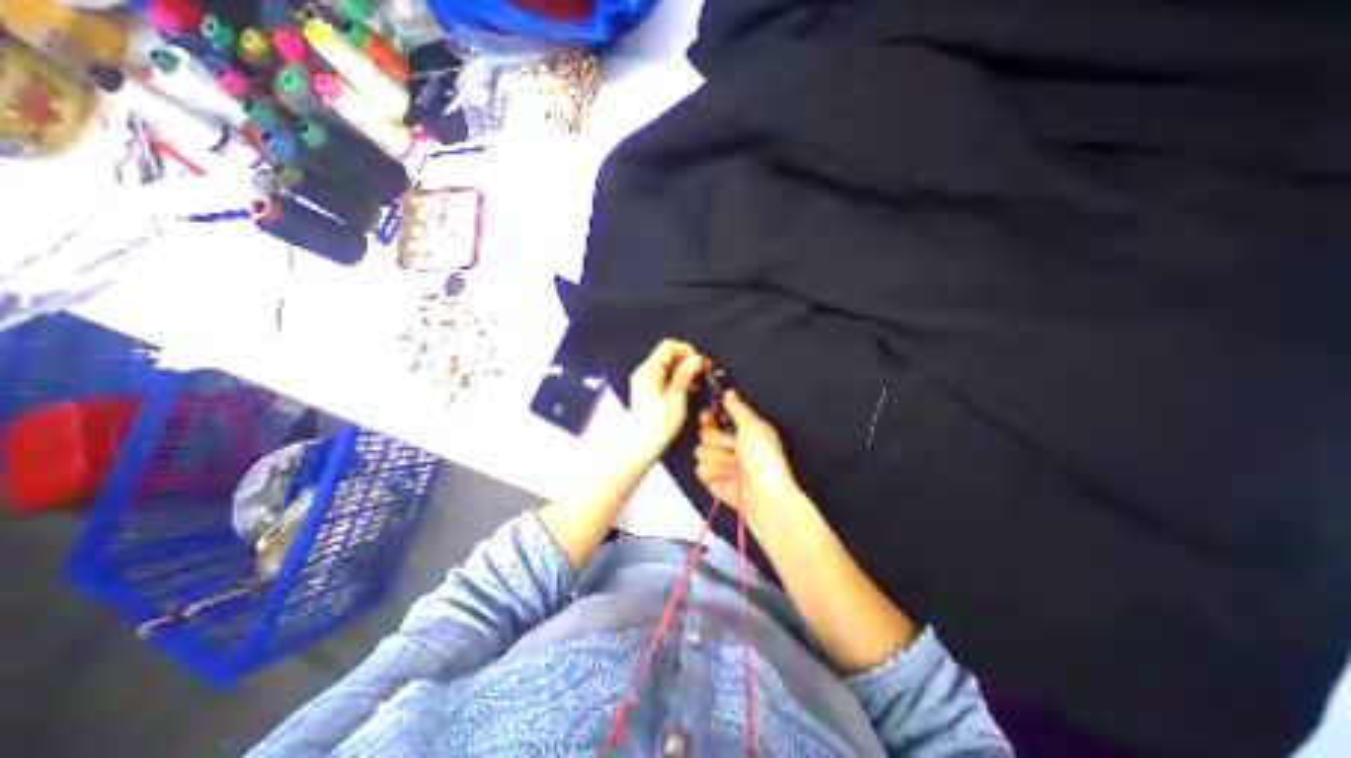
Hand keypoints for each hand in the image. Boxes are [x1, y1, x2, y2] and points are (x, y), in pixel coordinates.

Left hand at [626, 338, 707, 466]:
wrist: (641, 445)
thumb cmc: (656, 425)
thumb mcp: (677, 397)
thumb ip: (686, 374)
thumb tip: (696, 359)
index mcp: (649, 370)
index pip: (669, 346)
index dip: (686, 350)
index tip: (700, 362)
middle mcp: (645, 373)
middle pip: (668, 355)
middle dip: (687, 360)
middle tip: (703, 370)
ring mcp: (646, 382)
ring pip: (668, 366)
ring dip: (684, 370)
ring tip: (698, 380)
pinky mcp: (649, 391)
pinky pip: (665, 377)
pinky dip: (678, 379)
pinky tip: (689, 388)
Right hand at [697, 392, 800, 521]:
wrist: (766, 497)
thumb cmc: (765, 460)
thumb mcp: (753, 426)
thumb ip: (737, 407)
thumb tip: (729, 393)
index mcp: (742, 430)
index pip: (716, 418)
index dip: (709, 417)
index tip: (708, 418)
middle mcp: (731, 446)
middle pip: (705, 434)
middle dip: (718, 441)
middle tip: (733, 448)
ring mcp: (722, 465)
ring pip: (701, 453)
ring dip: (718, 459)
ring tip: (734, 466)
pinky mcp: (715, 482)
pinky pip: (700, 471)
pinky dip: (714, 474)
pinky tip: (727, 478)